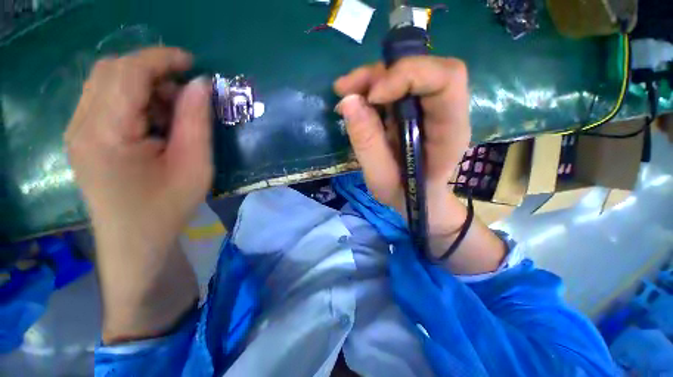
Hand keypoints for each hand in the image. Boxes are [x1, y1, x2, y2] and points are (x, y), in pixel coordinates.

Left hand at [65, 47, 210, 341]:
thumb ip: (196, 122)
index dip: (161, 59)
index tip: (192, 63)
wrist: (135, 242)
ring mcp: (77, 131)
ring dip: (143, 84)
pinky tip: (153, 121)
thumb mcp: (194, 166)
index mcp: (106, 132)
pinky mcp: (83, 138)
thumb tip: (201, 84)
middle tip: (185, 91)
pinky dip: (132, 98)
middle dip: (152, 70)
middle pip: (111, 71)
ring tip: (172, 110)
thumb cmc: (167, 208)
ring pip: (105, 82)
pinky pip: (104, 99)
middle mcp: (81, 124)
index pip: (127, 73)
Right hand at [334, 57, 470, 256]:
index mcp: (449, 130)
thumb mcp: (381, 177)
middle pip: (423, 69)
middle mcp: (445, 110)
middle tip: (346, 89)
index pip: (446, 79)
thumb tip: (349, 101)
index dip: (407, 76)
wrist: (415, 197)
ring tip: (344, 94)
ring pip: (405, 73)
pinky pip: (394, 87)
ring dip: (371, 79)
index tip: (372, 97)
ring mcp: (429, 107)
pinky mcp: (413, 108)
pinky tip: (352, 102)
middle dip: (382, 74)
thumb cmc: (404, 194)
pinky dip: (370, 89)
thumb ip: (367, 143)